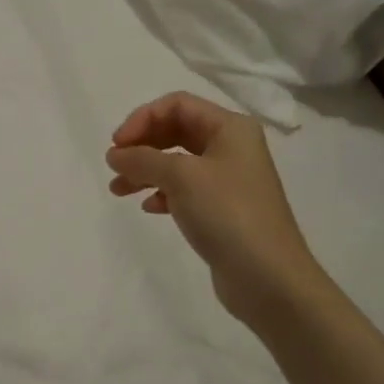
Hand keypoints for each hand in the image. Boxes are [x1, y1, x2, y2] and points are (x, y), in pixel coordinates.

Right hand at [105, 92, 316, 330]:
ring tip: (118, 190)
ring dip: (145, 170)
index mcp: (230, 128)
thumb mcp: (181, 177)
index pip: (177, 105)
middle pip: (175, 130)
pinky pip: (185, 189)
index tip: (117, 145)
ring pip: (176, 162)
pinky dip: (162, 192)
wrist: (269, 278)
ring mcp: (228, 179)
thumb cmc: (227, 214)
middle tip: (115, 165)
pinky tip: (149, 207)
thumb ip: (142, 159)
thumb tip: (115, 154)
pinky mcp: (222, 208)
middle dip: (141, 145)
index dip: (142, 118)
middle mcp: (231, 147)